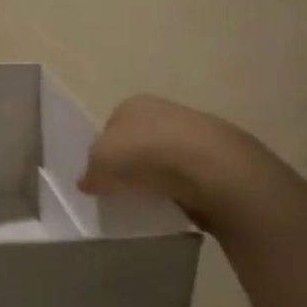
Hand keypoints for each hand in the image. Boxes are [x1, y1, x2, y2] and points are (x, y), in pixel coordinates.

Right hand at [79, 94, 277, 231]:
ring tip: (151, 200)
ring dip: (158, 177)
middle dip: (132, 164)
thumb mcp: (100, 162)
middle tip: (124, 191)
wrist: (212, 168)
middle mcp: (163, 109)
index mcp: (132, 103)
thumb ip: (89, 173)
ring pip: (165, 158)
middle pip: (138, 141)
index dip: (103, 153)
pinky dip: (182, 189)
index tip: (103, 178)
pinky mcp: (218, 157)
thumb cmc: (145, 153)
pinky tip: (177, 203)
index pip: (110, 127)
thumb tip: (87, 183)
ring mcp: (194, 131)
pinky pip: (189, 176)